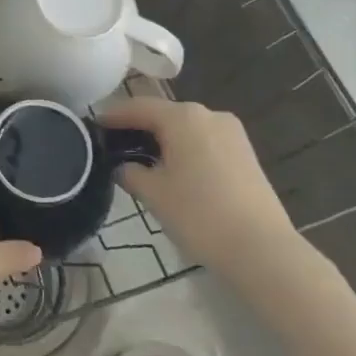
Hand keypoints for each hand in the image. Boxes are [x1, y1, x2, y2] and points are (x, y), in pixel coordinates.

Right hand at [97, 98, 299, 277]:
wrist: (261, 249)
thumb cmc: (199, 215)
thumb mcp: (153, 194)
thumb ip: (130, 173)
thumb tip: (123, 166)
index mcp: (183, 117)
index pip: (138, 107)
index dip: (113, 116)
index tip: (93, 126)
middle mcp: (209, 114)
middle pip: (163, 114)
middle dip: (138, 127)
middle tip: (113, 145)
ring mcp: (231, 133)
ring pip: (186, 128)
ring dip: (162, 138)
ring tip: (140, 160)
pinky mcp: (245, 153)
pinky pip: (204, 141)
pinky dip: (184, 148)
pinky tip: (173, 170)